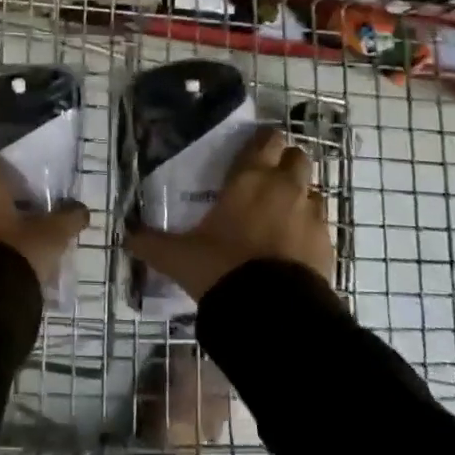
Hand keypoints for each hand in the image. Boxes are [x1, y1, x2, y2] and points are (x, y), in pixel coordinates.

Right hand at [124, 126, 333, 302]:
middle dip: (286, 164)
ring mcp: (312, 216)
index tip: (251, 151)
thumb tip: (125, 237)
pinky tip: (292, 248)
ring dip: (301, 196)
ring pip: (313, 191)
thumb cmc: (222, 267)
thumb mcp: (179, 257)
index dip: (262, 142)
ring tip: (280, 216)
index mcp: (251, 178)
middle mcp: (285, 188)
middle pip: (298, 158)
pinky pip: (321, 225)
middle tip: (266, 182)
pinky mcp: (328, 245)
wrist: (273, 314)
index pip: (266, 140)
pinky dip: (309, 229)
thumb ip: (152, 243)